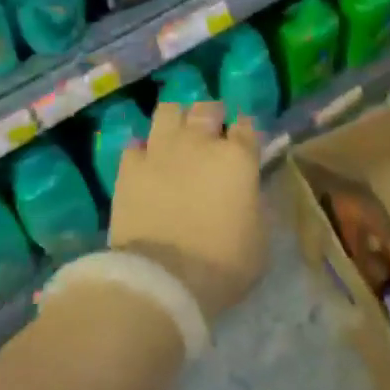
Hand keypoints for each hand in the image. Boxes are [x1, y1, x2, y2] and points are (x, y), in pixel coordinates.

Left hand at [109, 102, 264, 321]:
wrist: (164, 280)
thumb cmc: (223, 264)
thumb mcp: (260, 239)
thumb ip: (255, 205)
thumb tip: (249, 194)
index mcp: (238, 158)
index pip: (246, 126)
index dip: (245, 131)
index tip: (243, 142)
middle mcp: (200, 143)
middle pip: (207, 109)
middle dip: (212, 116)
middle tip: (211, 134)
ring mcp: (161, 151)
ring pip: (168, 111)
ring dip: (176, 120)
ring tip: (177, 136)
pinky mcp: (129, 168)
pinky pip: (135, 146)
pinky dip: (143, 152)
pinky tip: (146, 165)